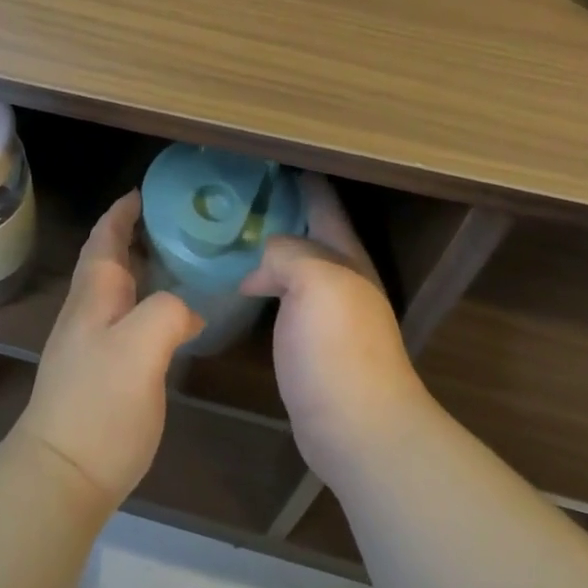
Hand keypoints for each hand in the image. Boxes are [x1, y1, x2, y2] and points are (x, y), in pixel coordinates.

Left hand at [9, 191, 203, 516]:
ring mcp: (88, 344)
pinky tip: (168, 320)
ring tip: (176, 263)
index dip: (121, 213)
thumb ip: (167, 312)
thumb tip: (186, 309)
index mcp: (94, 295)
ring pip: (114, 290)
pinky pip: (123, 319)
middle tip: (171, 224)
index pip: (104, 239)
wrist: (61, 474)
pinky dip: (144, 304)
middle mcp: (86, 312)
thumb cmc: (100, 403)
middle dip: (130, 235)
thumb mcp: (142, 347)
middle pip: (106, 260)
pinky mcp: (97, 373)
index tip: (144, 193)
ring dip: (138, 268)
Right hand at [240, 174, 434, 487]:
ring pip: (293, 263)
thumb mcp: (316, 283)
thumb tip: (264, 259)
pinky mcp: (309, 341)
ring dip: (268, 246)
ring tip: (229, 231)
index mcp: (346, 256)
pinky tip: (239, 283)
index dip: (300, 178)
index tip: (267, 158)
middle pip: (308, 230)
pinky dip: (263, 280)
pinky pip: (282, 295)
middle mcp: (340, 277)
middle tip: (236, 191)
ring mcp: (326, 312)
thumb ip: (288, 254)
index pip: (323, 203)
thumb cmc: (339, 349)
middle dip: (279, 207)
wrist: (357, 429)